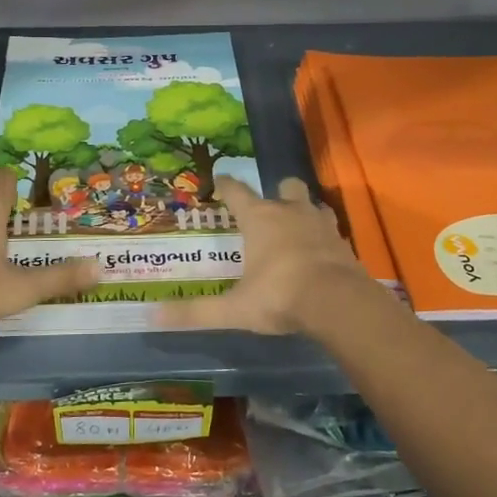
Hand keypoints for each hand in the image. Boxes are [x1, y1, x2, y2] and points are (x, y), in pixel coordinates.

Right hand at [157, 176, 378, 335]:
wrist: (339, 302)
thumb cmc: (280, 296)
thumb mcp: (234, 309)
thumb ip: (196, 312)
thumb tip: (152, 316)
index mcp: (260, 219)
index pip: (237, 192)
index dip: (227, 185)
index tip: (220, 180)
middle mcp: (291, 212)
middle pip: (286, 186)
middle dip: (278, 192)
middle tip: (269, 208)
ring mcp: (321, 224)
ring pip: (314, 204)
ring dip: (305, 211)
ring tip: (297, 228)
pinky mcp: (344, 242)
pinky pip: (332, 230)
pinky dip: (324, 237)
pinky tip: (320, 252)